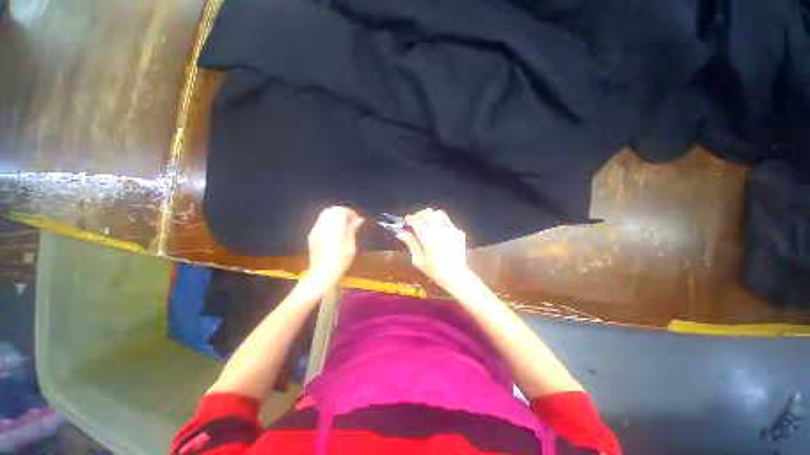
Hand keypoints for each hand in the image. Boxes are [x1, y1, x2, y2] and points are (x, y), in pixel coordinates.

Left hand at [305, 206, 363, 289]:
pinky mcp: (312, 234)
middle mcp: (324, 227)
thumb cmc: (340, 263)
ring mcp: (316, 230)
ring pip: (326, 213)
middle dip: (343, 212)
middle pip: (333, 209)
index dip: (351, 212)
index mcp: (336, 230)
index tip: (356, 220)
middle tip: (350, 222)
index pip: (342, 211)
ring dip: (335, 216)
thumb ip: (352, 230)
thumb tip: (359, 219)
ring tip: (342, 226)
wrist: (322, 274)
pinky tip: (334, 232)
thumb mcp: (351, 247)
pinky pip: (321, 221)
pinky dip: (329, 221)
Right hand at [396, 208, 471, 289]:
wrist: (455, 275)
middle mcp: (440, 231)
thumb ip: (410, 243)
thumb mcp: (418, 259)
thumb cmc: (434, 270)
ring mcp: (451, 230)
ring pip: (439, 213)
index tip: (407, 221)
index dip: (410, 218)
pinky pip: (447, 221)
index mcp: (428, 239)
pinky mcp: (459, 232)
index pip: (416, 221)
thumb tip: (400, 233)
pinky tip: (438, 231)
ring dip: (431, 216)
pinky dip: (440, 222)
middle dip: (419, 215)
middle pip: (428, 213)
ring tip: (427, 223)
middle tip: (416, 222)